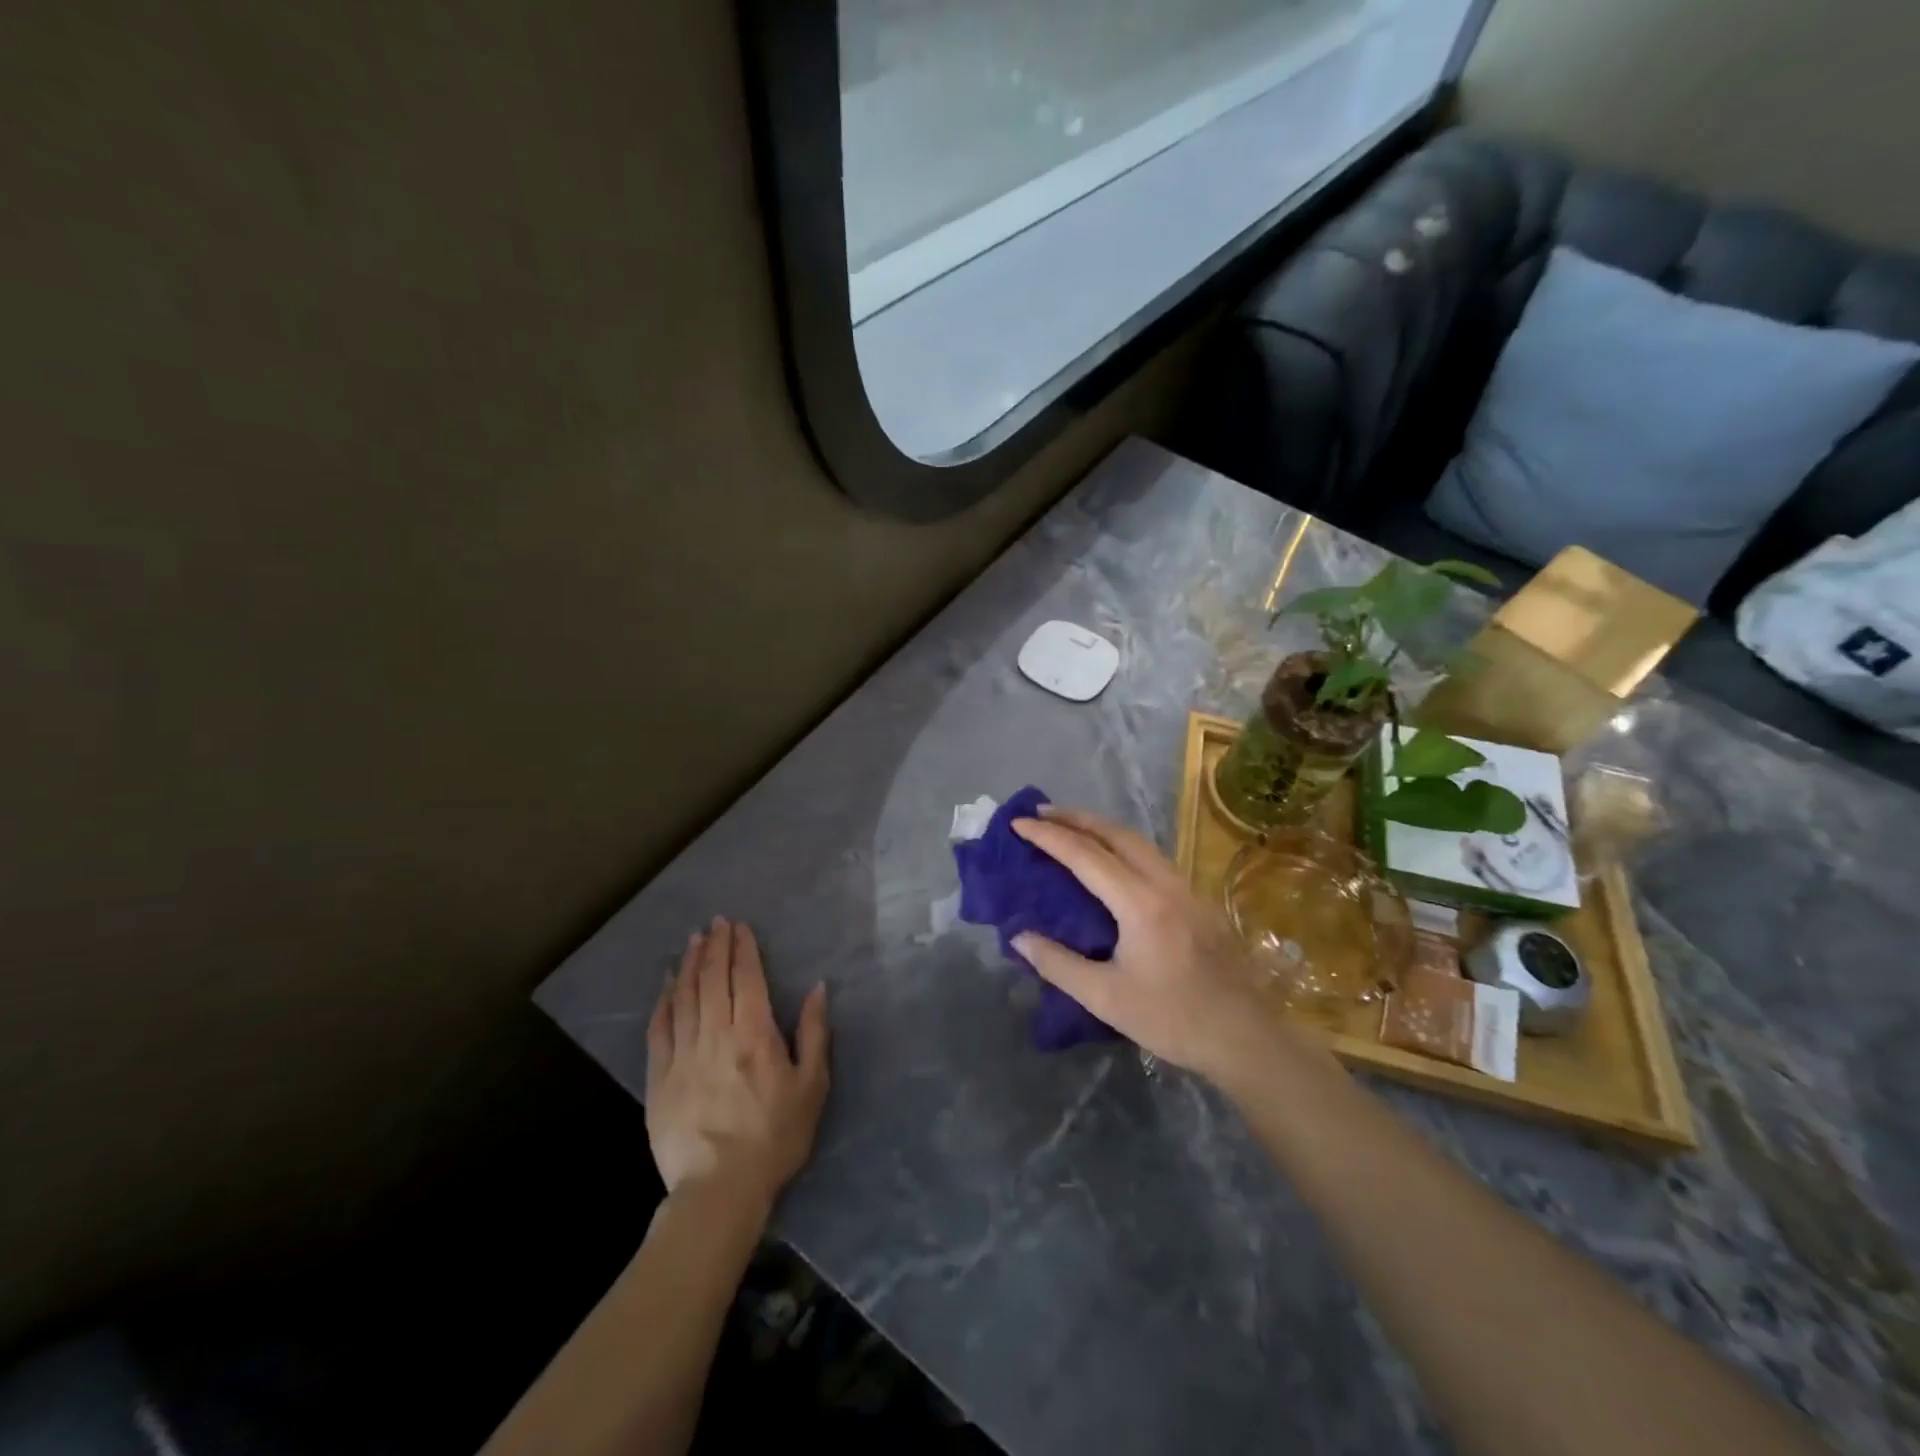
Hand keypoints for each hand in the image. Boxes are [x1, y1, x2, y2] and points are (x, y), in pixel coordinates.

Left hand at [645, 917, 829, 1213]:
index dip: (742, 949)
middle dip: (715, 947)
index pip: (746, 978)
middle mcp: (716, 1034)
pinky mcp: (660, 1077)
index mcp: (754, 1034)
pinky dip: (664, 1001)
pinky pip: (660, 1028)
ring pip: (685, 997)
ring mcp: (683, 1054)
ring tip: (693, 941)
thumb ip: (813, 1033)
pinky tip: (666, 984)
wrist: (719, 1189)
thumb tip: (817, 988)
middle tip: (715, 922)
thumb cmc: (775, 1137)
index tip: (739, 926)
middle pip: (712, 979)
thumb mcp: (811, 1086)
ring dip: (689, 964)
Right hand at [1011, 807, 1305, 1086]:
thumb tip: (1019, 935)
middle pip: (1115, 833)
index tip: (1018, 823)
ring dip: (1099, 827)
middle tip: (1040, 812)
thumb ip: (1058, 964)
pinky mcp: (1196, 898)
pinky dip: (1120, 844)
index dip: (1048, 836)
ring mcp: (1186, 887)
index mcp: (1140, 903)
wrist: (1246, 1038)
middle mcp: (1165, 883)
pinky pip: (1150, 855)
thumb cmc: (1173, 1020)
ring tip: (1068, 827)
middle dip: (1075, 817)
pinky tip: (1108, 858)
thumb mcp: (1106, 998)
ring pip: (1137, 840)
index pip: (1085, 855)